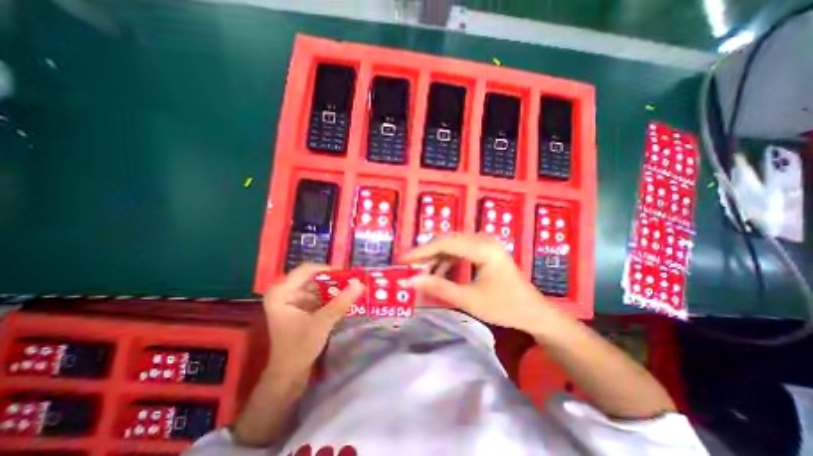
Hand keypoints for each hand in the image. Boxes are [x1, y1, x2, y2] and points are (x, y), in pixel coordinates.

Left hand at [263, 263, 364, 373]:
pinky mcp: (299, 307)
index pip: (307, 269)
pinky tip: (343, 300)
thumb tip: (360, 284)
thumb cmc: (299, 347)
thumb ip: (341, 302)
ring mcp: (291, 299)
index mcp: (281, 292)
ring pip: (317, 286)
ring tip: (351, 289)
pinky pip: (317, 295)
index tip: (347, 275)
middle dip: (333, 280)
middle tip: (352, 282)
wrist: (289, 374)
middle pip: (313, 277)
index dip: (328, 270)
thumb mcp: (322, 323)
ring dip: (333, 288)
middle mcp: (284, 292)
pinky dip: (330, 297)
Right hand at [401, 235, 558, 331]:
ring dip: (436, 258)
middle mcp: (483, 239)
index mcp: (483, 248)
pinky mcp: (485, 250)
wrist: (533, 313)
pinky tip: (439, 272)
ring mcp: (485, 243)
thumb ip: (438, 287)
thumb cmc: (504, 307)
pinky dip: (447, 260)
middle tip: (409, 266)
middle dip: (426, 253)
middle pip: (447, 241)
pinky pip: (460, 250)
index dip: (421, 251)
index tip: (402, 260)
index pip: (444, 243)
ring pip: (452, 245)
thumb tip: (411, 281)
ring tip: (422, 273)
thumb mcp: (469, 299)